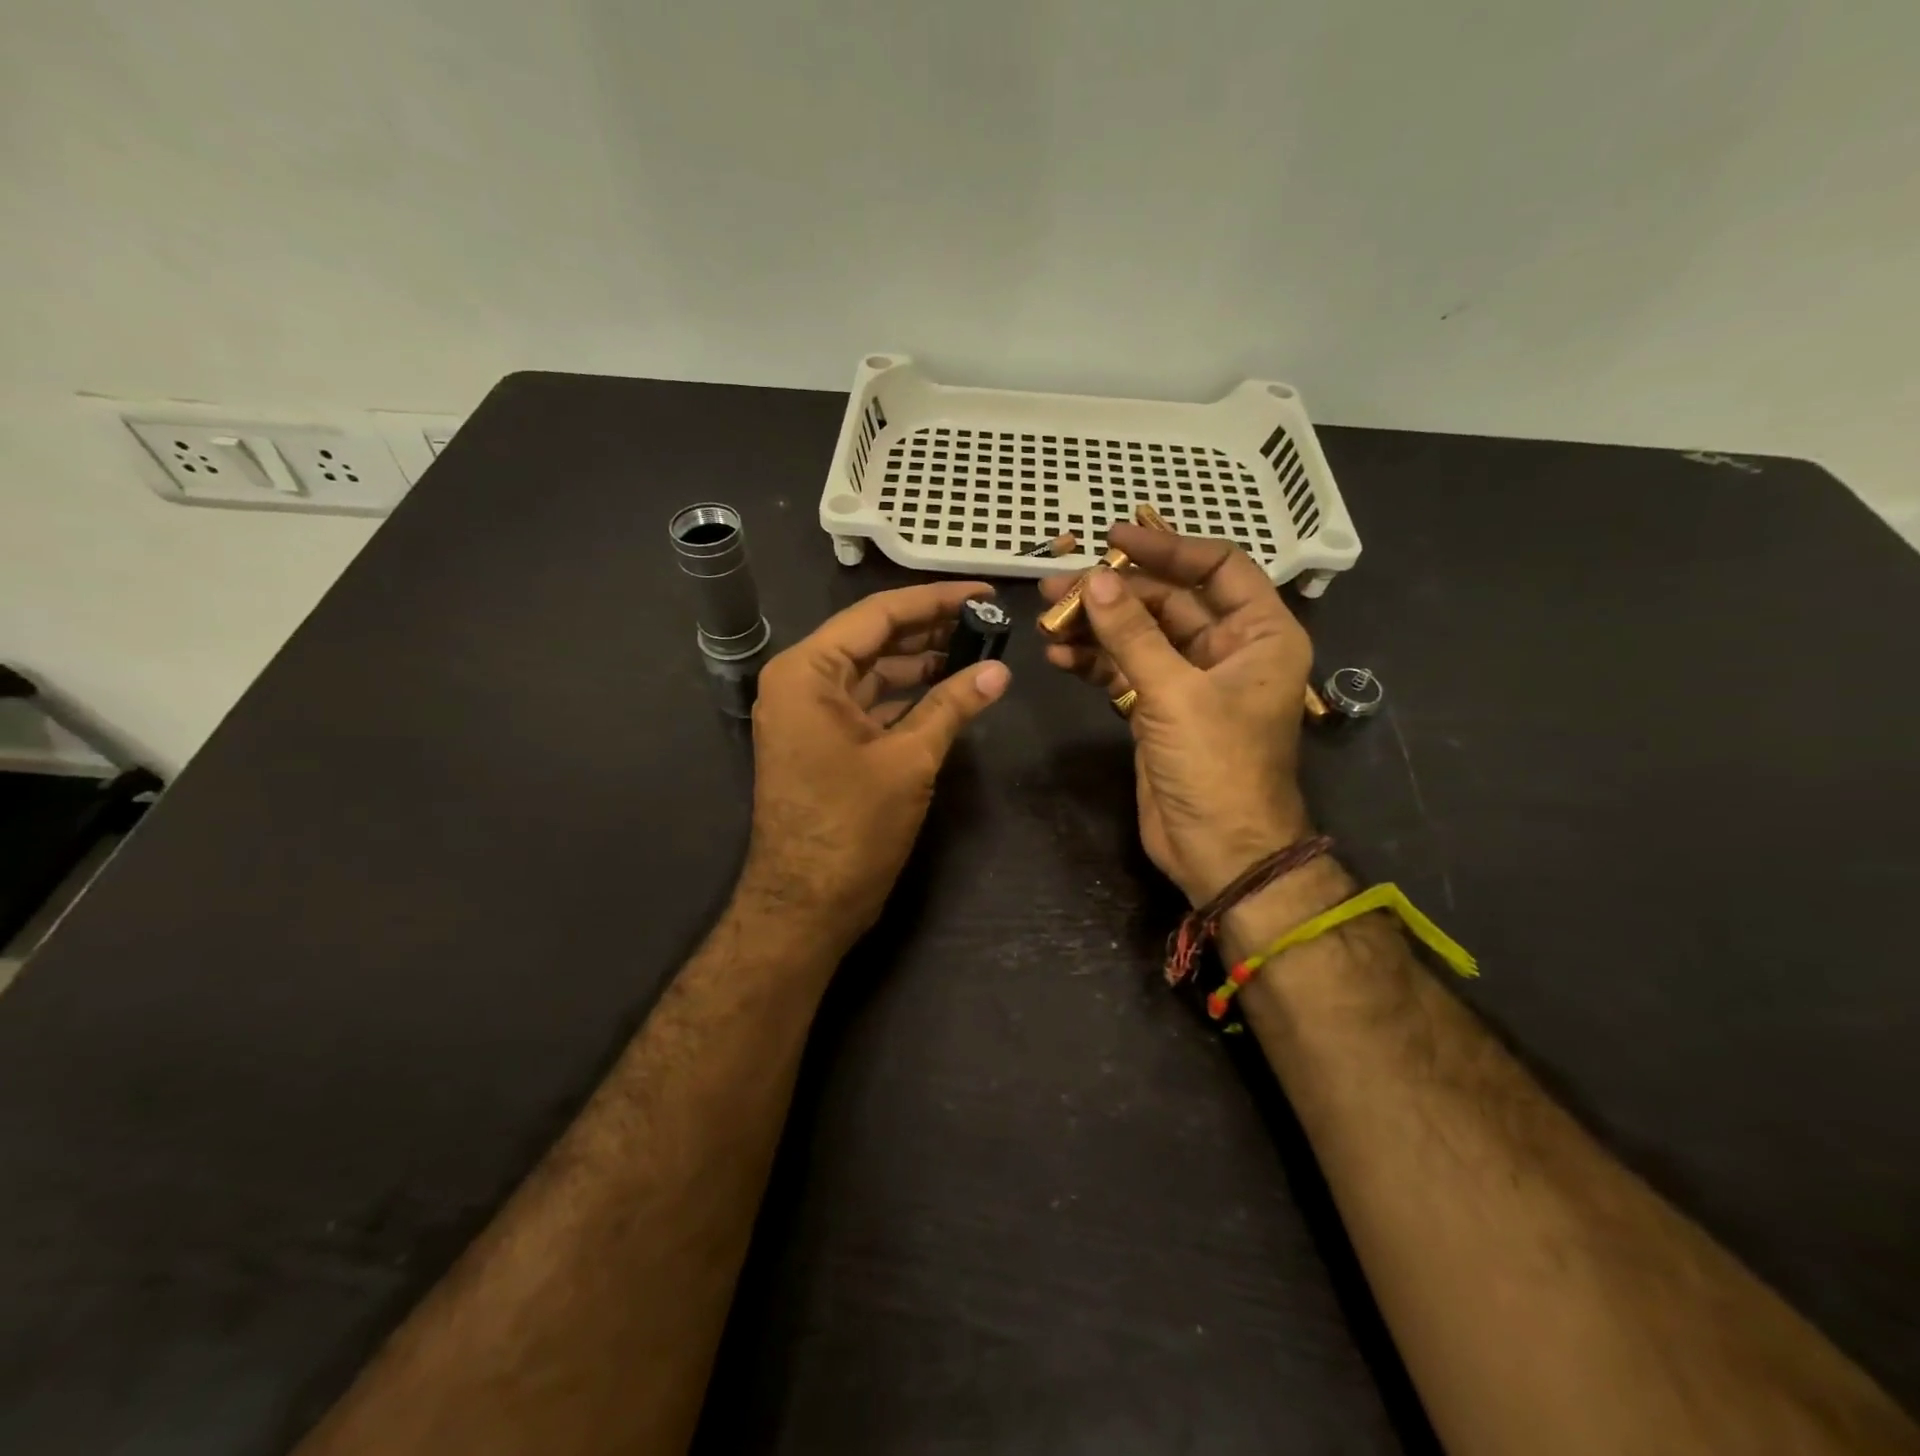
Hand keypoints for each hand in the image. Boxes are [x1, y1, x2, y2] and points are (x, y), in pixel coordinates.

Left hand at [741, 581, 1011, 944]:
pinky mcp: (822, 741)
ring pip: (873, 672)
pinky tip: (949, 690)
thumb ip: (953, 706)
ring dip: (921, 663)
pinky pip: (868, 703)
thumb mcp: (909, 759)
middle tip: (988, 621)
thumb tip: (999, 670)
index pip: (877, 614)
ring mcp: (809, 713)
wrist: (806, 905)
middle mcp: (800, 682)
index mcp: (807, 672)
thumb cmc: (852, 827)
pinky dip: (906, 697)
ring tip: (978, 651)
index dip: (934, 600)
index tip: (983, 592)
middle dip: (930, 630)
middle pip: (873, 639)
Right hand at [1040, 526, 1313, 904]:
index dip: (1168, 547)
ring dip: (1096, 626)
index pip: (1219, 567)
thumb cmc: (1217, 767)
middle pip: (1168, 601)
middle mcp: (1228, 650)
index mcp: (1260, 635)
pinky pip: (1124, 671)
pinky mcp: (1158, 709)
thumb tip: (1096, 580)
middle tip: (1059, 586)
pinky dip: (1093, 662)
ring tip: (1048, 619)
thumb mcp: (1176, 694)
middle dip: (1115, 593)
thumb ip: (1133, 635)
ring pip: (1139, 636)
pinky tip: (1058, 655)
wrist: (1218, 851)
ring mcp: (1189, 681)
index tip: (1115, 537)